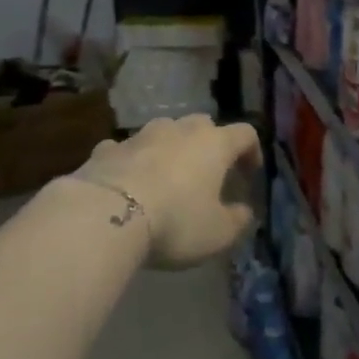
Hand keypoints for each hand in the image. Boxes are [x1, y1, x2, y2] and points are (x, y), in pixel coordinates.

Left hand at [74, 115, 260, 268]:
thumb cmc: (176, 221)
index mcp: (214, 144)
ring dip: (170, 149)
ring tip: (167, 177)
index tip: (250, 174)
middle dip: (209, 145)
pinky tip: (128, 182)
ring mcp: (140, 136)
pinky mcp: (106, 149)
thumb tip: (243, 211)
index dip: (252, 151)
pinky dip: (132, 162)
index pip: (245, 134)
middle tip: (209, 173)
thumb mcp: (218, 233)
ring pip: (163, 132)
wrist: (106, 215)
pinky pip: (126, 150)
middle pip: (202, 125)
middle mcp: (179, 130)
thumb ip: (237, 220)